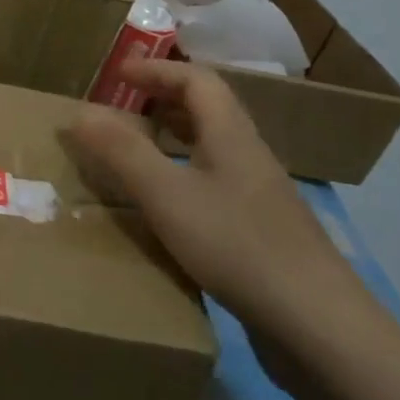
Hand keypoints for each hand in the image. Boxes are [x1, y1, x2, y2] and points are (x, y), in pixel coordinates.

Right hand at [68, 59, 378, 358]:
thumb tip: (80, 111)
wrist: (320, 327)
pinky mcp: (263, 232)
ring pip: (213, 149)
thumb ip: (122, 152)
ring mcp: (261, 197)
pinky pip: (217, 184)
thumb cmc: (238, 247)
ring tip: (136, 151)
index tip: (118, 74)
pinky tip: (168, 208)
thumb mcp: (167, 195)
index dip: (157, 71)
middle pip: (209, 111)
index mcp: (231, 136)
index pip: (197, 80)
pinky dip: (185, 176)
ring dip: (174, 138)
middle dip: (163, 100)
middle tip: (123, 108)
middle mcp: (250, 157)